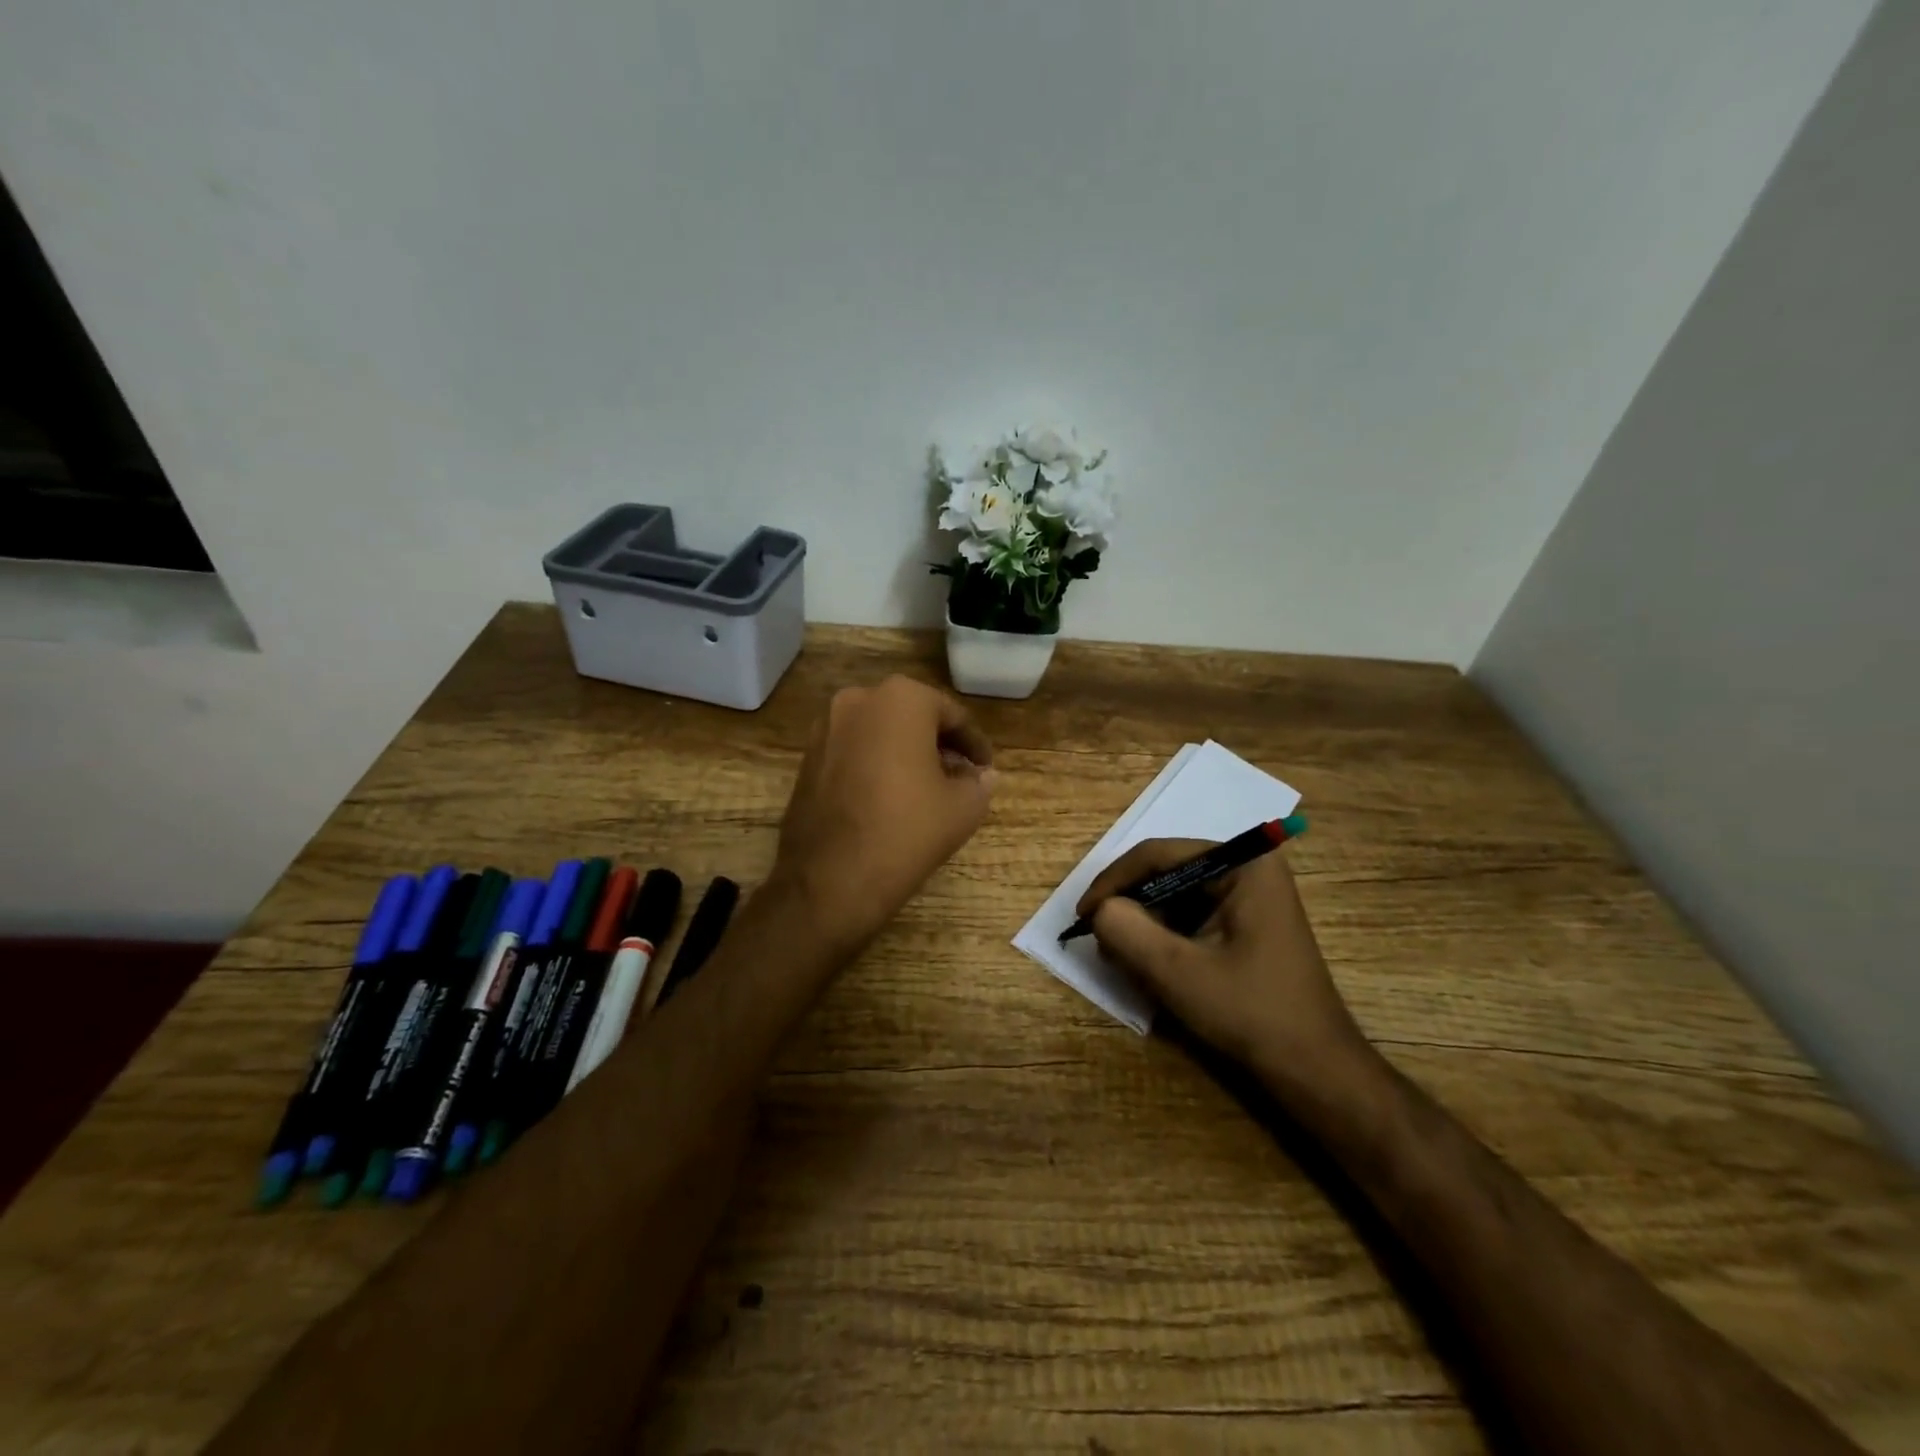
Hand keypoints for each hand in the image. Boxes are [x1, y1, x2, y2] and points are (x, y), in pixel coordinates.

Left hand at [771, 676, 996, 952]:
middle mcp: (858, 699)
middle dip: (938, 743)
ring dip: (905, 752)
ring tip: (927, 787)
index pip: (951, 715)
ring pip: (879, 732)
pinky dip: (875, 764)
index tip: (985, 767)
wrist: (829, 880)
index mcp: (901, 699)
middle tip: (960, 775)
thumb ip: (978, 783)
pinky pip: (853, 750)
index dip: (974, 743)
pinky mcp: (806, 757)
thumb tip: (982, 775)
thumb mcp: (962, 808)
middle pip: (912, 717)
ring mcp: (825, 727)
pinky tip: (889, 796)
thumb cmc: (906, 831)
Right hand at [1078, 839, 1373, 1099]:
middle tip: (1098, 936)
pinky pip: (1191, 915)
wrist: (1314, 1070)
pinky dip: (1164, 935)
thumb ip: (1128, 931)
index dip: (1113, 881)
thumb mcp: (1178, 972)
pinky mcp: (1247, 923)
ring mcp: (1250, 896)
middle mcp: (1248, 868)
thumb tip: (1099, 911)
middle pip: (1167, 871)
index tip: (1081, 915)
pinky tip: (1150, 963)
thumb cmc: (1251, 1013)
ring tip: (1120, 954)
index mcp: (1243, 863)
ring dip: (1144, 922)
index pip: (1159, 854)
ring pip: (1175, 895)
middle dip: (1129, 904)